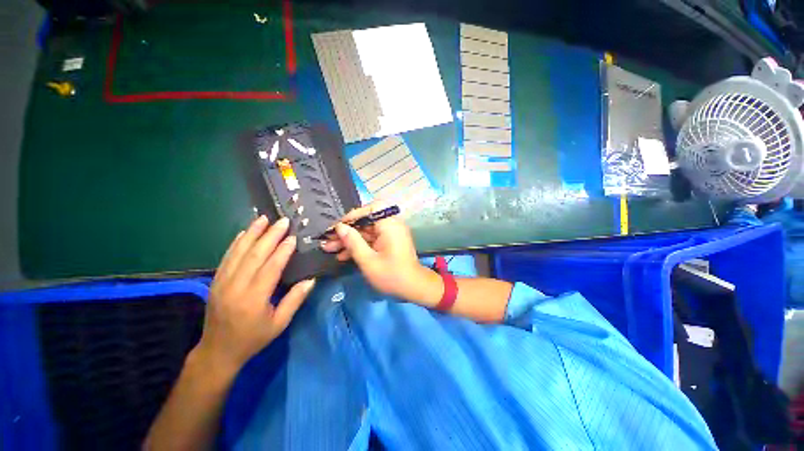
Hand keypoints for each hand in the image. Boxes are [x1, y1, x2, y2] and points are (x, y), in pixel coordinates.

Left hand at [195, 215, 314, 372]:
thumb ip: (295, 300)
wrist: (218, 351)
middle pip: (254, 255)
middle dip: (269, 235)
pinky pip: (226, 257)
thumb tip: (311, 280)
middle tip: (282, 221)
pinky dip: (236, 243)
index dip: (282, 251)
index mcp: (254, 299)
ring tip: (263, 219)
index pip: (270, 268)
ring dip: (251, 233)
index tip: (293, 237)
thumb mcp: (279, 324)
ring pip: (238, 252)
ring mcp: (222, 282)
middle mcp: (236, 287)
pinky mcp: (215, 281)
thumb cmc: (253, 338)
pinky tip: (244, 232)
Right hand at [321, 206, 441, 305]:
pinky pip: (371, 239)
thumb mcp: (368, 261)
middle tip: (327, 240)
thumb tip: (339, 227)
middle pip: (365, 222)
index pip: (369, 210)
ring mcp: (390, 234)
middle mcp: (391, 225)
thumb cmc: (392, 275)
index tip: (336, 227)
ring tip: (329, 249)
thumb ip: (353, 242)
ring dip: (349, 240)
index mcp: (390, 225)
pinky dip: (359, 246)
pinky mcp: (389, 242)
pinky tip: (343, 255)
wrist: (413, 288)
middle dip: (346, 232)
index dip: (351, 216)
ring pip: (366, 232)